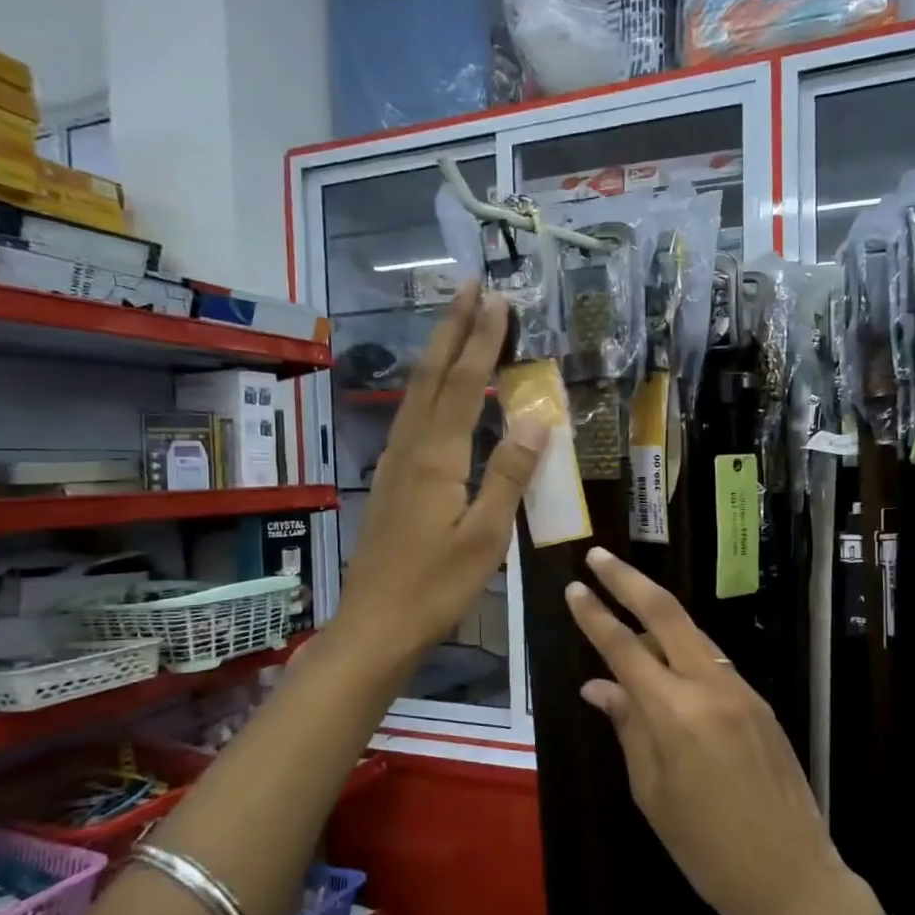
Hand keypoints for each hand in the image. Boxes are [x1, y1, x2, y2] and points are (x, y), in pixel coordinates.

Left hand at [338, 286, 547, 665]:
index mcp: (436, 459)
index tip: (497, 300)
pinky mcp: (389, 483)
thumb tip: (538, 420)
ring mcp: (394, 465)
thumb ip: (509, 475)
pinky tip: (434, 393)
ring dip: (436, 354)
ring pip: (415, 395)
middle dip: (451, 330)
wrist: (376, 626)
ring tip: (454, 325)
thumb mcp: (485, 536)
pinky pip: (410, 419)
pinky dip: (427, 390)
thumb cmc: (436, 587)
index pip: (464, 385)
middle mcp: (410, 450)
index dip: (481, 341)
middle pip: (431, 377)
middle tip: (469, 287)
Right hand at [565, 547, 881, 914]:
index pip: (624, 648)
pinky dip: (683, 650)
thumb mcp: (652, 792)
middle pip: (666, 613)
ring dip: (656, 615)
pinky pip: (713, 662)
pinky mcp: (760, 702)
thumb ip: (628, 727)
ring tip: (623, 605)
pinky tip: (665, 661)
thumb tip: (598, 686)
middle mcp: (710, 686)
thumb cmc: (706, 848)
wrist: (792, 876)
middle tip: (599, 556)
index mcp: (675, 713)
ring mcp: (741, 690)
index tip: (573, 588)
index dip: (595, 615)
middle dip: (629, 580)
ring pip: (692, 634)